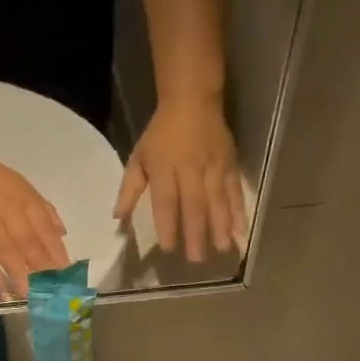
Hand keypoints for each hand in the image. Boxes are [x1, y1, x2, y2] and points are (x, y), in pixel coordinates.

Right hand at [0, 144, 69, 297]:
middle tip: (51, 291)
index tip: (66, 274)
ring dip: (20, 274)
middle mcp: (9, 209)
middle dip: (42, 267)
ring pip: (6, 249)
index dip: (56, 251)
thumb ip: (42, 209)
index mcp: (25, 199)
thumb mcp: (20, 186)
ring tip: (30, 296)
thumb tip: (62, 232)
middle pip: (28, 242)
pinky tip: (0, 289)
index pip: (45, 228)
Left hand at [114, 93, 246, 263]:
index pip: (165, 200)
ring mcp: (213, 166)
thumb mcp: (138, 157)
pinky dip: (239, 209)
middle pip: (193, 204)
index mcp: (164, 168)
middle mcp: (190, 169)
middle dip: (196, 233)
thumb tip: (118, 219)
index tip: (169, 248)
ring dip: (221, 225)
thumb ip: (129, 190)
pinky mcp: (230, 164)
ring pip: (217, 199)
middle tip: (197, 260)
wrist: (192, 100)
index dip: (167, 224)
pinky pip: (235, 190)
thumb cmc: (161, 134)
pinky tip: (242, 229)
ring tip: (223, 249)